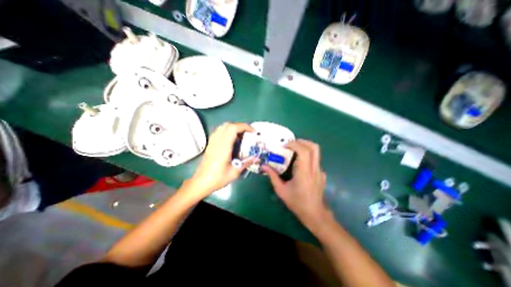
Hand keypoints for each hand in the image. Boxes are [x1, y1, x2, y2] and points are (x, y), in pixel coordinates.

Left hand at [190, 122, 255, 196]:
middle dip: (240, 126)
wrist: (201, 182)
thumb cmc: (218, 178)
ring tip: (241, 136)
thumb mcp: (235, 172)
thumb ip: (247, 163)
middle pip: (228, 125)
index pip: (233, 129)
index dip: (244, 127)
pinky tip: (231, 140)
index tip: (253, 132)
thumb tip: (257, 157)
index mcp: (223, 147)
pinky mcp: (210, 144)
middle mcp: (217, 141)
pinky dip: (227, 131)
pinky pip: (219, 131)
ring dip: (234, 128)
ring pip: (223, 127)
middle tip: (248, 134)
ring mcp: (212, 142)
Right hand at [261, 139, 329, 232]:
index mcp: (304, 172)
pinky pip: (315, 159)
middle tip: (291, 144)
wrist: (314, 213)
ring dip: (305, 146)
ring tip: (294, 150)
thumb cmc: (297, 202)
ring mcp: (320, 171)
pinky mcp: (321, 173)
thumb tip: (264, 166)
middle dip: (301, 141)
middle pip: (313, 147)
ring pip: (316, 152)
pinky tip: (299, 164)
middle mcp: (314, 169)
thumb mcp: (281, 190)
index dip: (294, 144)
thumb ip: (272, 176)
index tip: (284, 145)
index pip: (304, 151)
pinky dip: (307, 156)